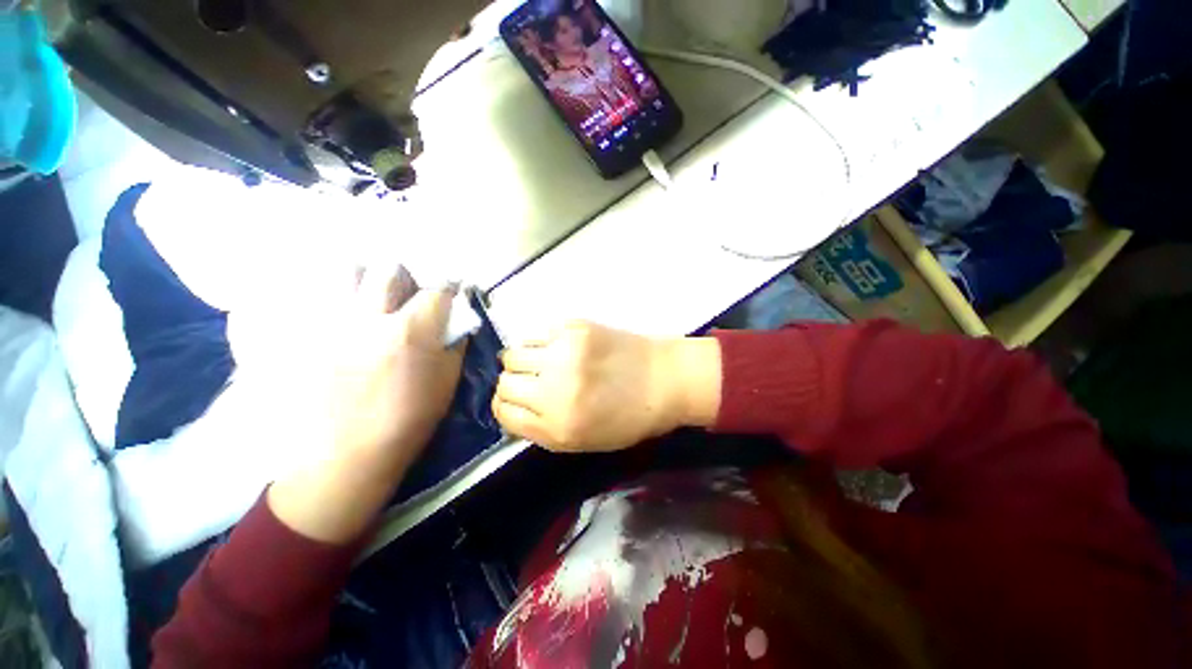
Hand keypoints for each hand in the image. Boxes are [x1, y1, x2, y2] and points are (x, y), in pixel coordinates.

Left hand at [268, 266, 464, 543]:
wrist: (348, 456)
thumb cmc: (409, 420)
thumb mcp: (448, 382)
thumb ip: (454, 345)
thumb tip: (455, 323)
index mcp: (411, 331)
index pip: (437, 291)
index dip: (449, 289)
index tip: (450, 293)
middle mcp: (370, 318)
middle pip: (389, 270)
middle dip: (405, 277)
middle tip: (406, 293)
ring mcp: (331, 325)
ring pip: (347, 273)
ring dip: (365, 278)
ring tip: (369, 296)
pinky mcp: (305, 338)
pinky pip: (314, 297)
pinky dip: (331, 294)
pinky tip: (339, 310)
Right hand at [492, 321, 721, 452]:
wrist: (665, 379)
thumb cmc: (629, 417)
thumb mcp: (583, 441)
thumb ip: (543, 428)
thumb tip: (513, 408)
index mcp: (558, 427)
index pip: (504, 414)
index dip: (506, 408)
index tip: (515, 401)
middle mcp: (554, 391)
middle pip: (504, 383)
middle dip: (513, 385)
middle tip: (532, 381)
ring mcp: (563, 355)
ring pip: (513, 354)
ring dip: (522, 361)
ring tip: (542, 362)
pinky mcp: (574, 328)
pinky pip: (536, 334)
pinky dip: (540, 343)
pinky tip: (558, 347)